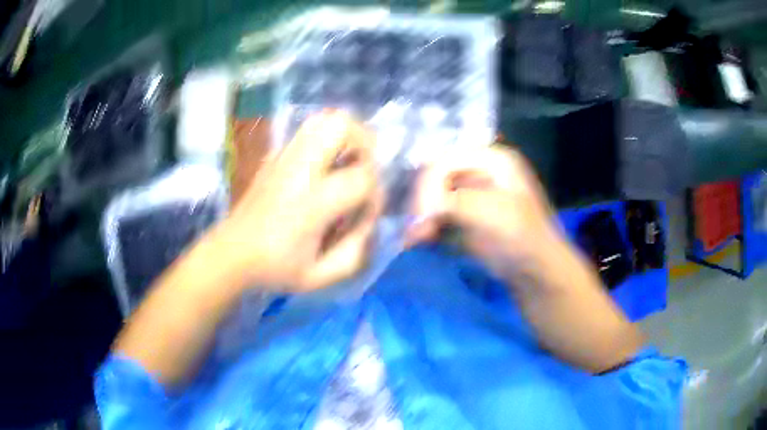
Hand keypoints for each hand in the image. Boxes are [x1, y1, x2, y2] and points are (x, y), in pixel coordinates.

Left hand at [210, 111, 382, 291]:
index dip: (375, 193)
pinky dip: (325, 140)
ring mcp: (284, 157)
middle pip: (341, 126)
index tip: (366, 211)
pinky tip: (323, 167)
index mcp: (311, 203)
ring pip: (323, 119)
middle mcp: (298, 170)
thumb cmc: (274, 268)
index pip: (362, 177)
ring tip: (347, 162)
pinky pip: (307, 131)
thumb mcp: (320, 276)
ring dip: (345, 137)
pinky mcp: (274, 156)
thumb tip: (368, 224)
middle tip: (364, 169)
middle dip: (365, 143)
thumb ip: (355, 253)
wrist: (231, 253)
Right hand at [406, 145, 557, 278]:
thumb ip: (453, 202)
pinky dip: (425, 225)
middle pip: (436, 177)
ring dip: (420, 216)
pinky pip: (436, 213)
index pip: (446, 161)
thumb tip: (419, 212)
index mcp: (492, 159)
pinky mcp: (464, 214)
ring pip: (432, 195)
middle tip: (415, 232)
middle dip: (422, 203)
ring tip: (413, 239)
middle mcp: (479, 169)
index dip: (428, 186)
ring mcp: (471, 192)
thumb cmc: (521, 237)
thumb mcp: (491, 212)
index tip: (421, 217)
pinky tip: (418, 240)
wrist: (534, 272)